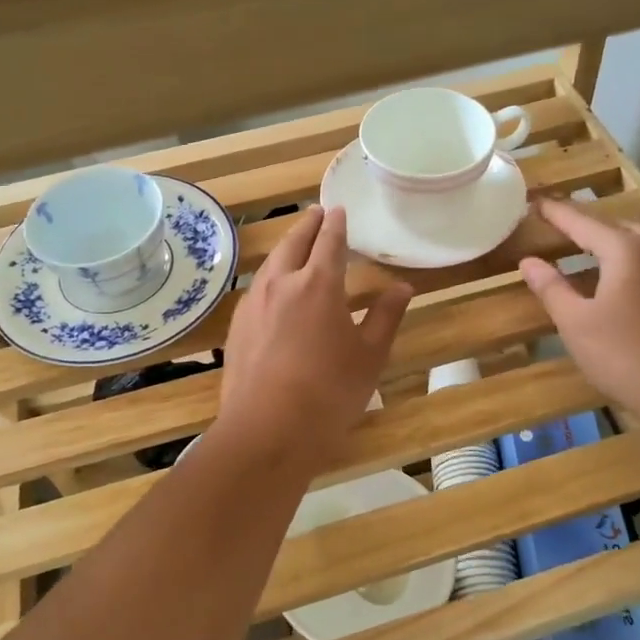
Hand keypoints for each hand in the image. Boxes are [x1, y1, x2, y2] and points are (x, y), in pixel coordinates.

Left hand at [215, 206, 411, 471]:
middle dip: (307, 225)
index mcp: (318, 284)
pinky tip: (273, 288)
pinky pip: (256, 288)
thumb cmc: (329, 392)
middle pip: (293, 243)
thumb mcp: (369, 355)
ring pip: (271, 263)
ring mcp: (253, 304)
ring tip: (295, 244)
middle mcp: (281, 283)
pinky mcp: (237, 327)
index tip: (339, 210)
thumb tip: (402, 287)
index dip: (336, 224)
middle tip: (316, 213)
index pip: (329, 242)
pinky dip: (270, 275)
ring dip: (285, 248)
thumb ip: (386, 316)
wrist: (267, 429)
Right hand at [518, 199, 639, 421]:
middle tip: (559, 226)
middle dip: (586, 225)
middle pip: (615, 228)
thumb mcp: (576, 323)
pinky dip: (627, 263)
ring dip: (609, 244)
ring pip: (638, 246)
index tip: (536, 202)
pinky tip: (616, 284)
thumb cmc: (626, 355)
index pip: (583, 223)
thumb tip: (530, 261)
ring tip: (585, 252)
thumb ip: (552, 288)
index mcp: (625, 251)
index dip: (557, 213)